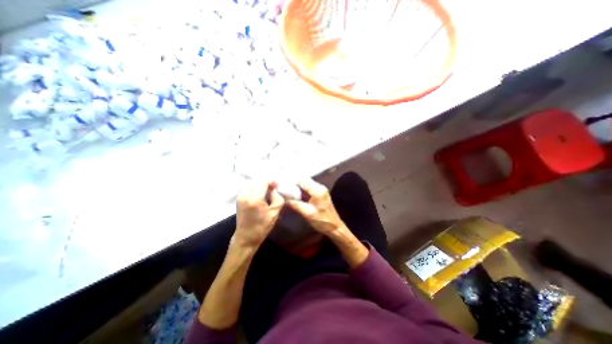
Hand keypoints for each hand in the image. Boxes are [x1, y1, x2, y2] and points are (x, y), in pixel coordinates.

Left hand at [236, 180, 283, 250]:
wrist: (246, 237)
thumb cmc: (262, 226)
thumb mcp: (275, 213)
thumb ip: (277, 197)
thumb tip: (275, 189)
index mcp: (254, 199)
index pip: (263, 181)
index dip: (271, 181)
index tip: (277, 186)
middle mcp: (245, 195)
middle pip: (257, 181)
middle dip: (267, 183)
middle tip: (274, 189)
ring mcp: (240, 196)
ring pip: (253, 184)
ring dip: (261, 186)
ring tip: (268, 192)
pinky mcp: (238, 198)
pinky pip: (249, 188)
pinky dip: (256, 189)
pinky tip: (261, 196)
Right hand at [286, 177, 345, 236]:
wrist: (335, 227)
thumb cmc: (322, 221)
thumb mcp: (307, 213)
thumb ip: (295, 204)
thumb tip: (283, 198)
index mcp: (317, 190)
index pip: (302, 181)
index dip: (292, 183)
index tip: (283, 187)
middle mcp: (320, 187)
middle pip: (304, 181)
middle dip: (294, 185)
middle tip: (284, 190)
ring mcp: (320, 189)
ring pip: (305, 184)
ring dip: (297, 188)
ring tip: (288, 193)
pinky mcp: (320, 193)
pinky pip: (308, 189)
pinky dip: (301, 191)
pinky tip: (296, 196)